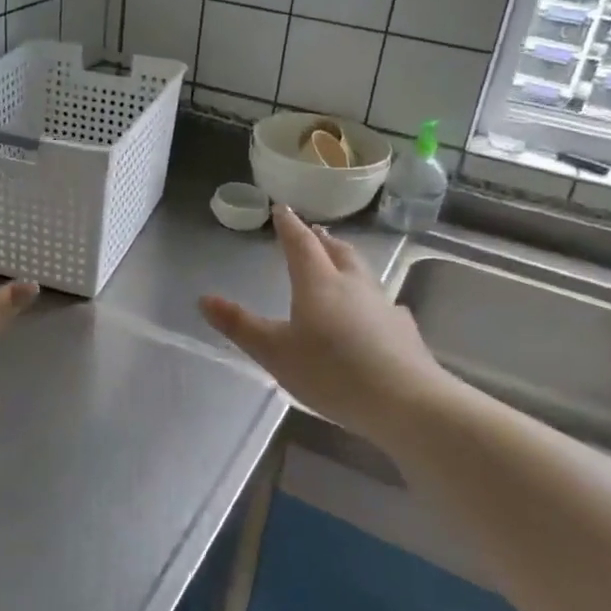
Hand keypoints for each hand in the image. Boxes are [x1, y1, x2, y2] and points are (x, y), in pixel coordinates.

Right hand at [199, 206, 452, 442]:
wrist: (405, 402)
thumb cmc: (331, 372)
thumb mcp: (274, 352)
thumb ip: (240, 325)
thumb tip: (204, 298)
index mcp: (318, 282)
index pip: (300, 243)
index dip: (288, 225)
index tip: (281, 208)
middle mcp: (352, 284)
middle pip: (336, 251)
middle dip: (320, 239)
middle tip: (311, 231)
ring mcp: (383, 305)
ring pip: (362, 272)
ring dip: (346, 261)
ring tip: (338, 261)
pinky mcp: (402, 330)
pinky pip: (382, 303)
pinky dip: (370, 298)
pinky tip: (373, 312)